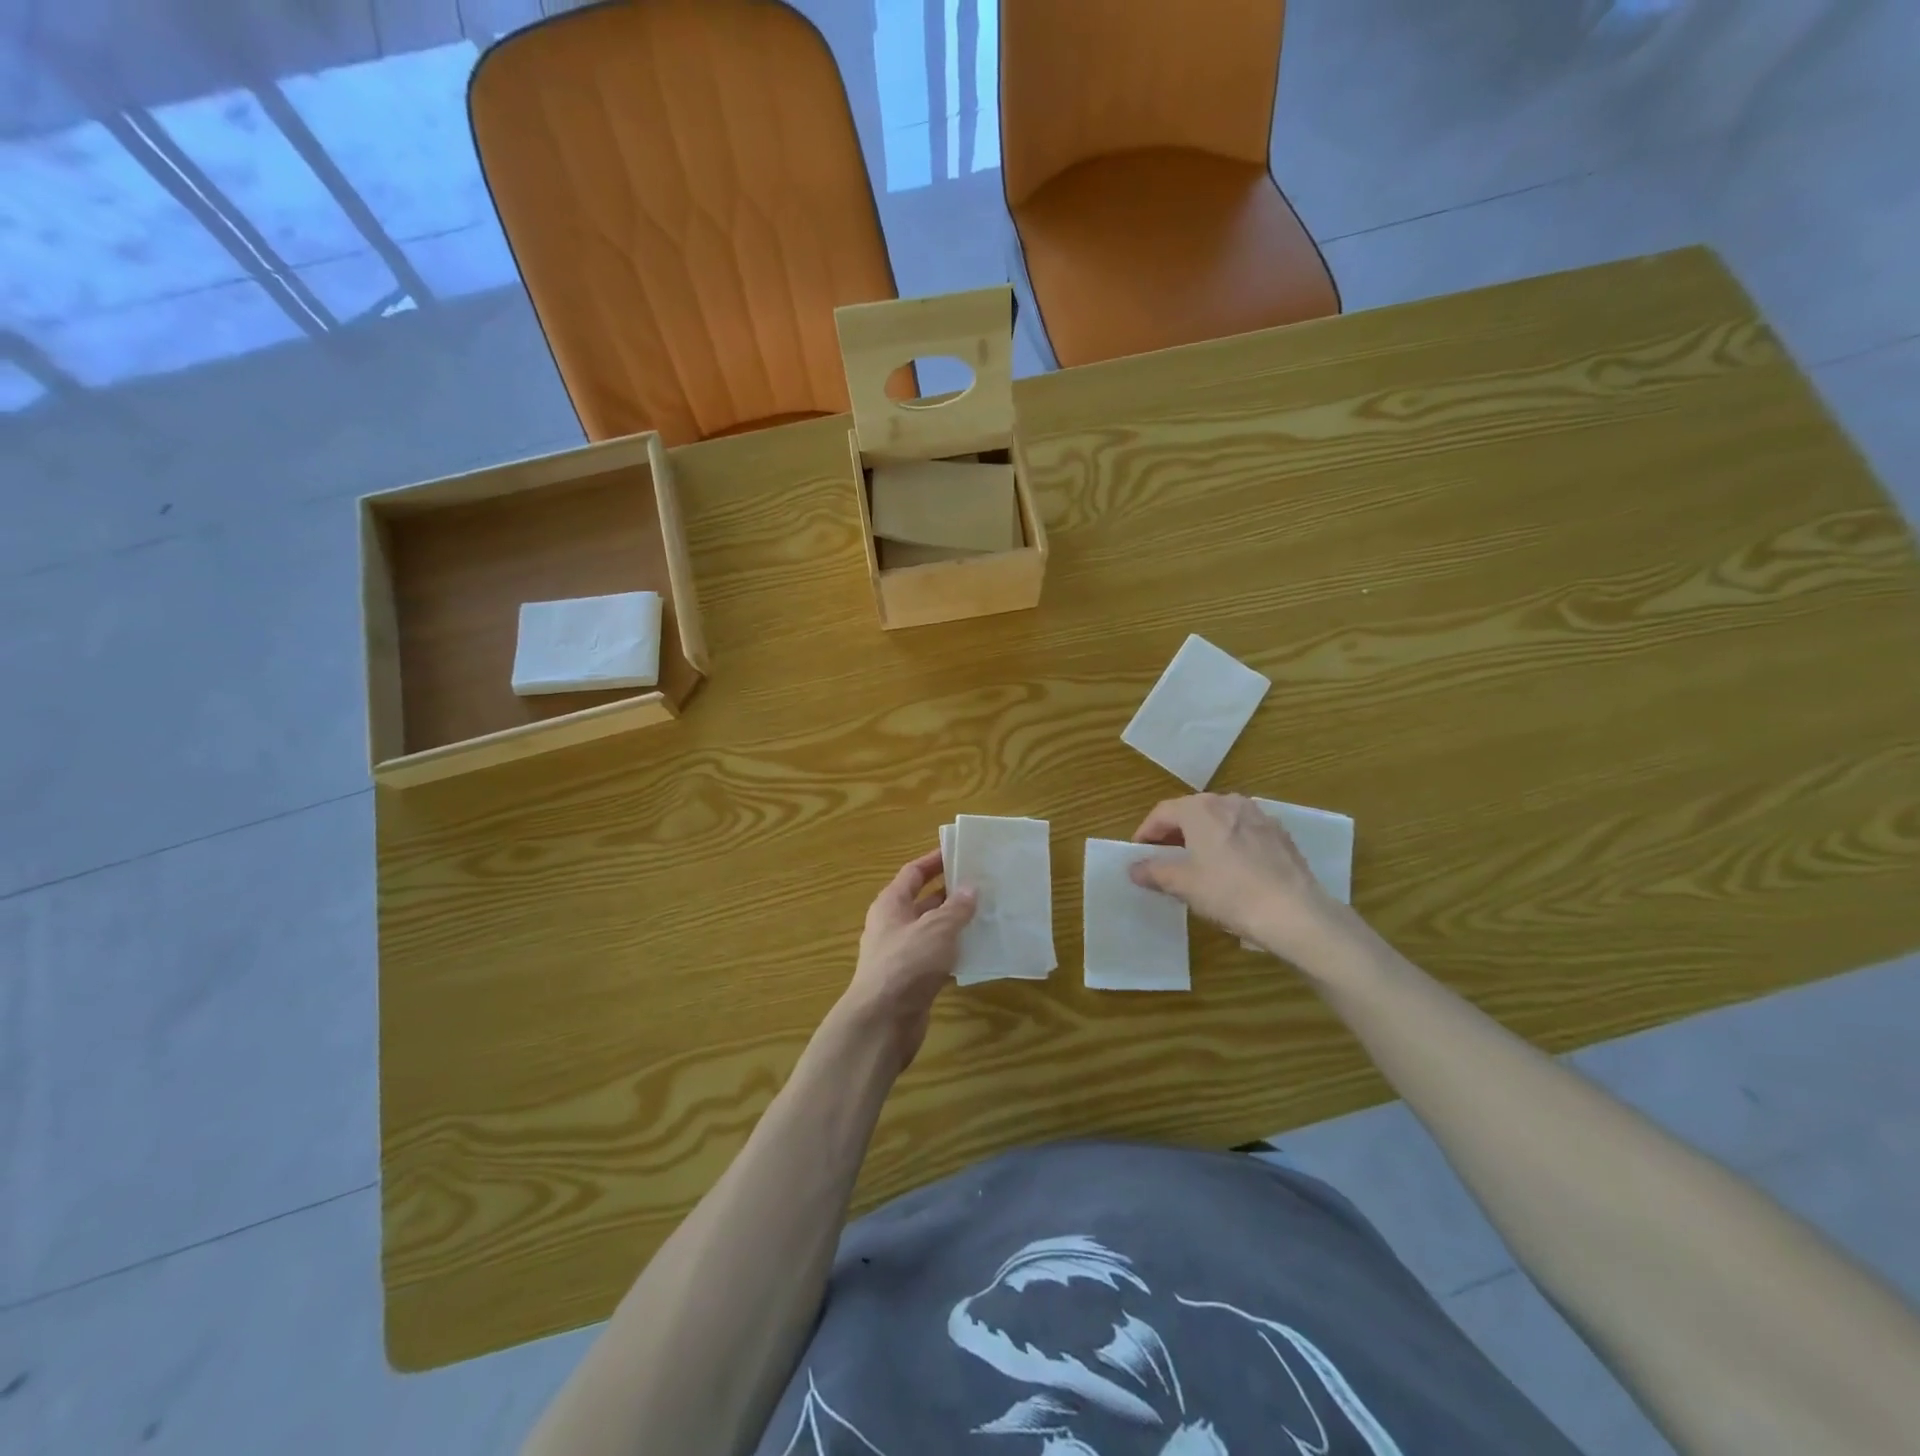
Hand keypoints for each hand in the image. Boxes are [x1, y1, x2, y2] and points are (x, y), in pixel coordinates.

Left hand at [837, 848, 976, 1072]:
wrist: (882, 1023)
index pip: (913, 873)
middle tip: (983, 884)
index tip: (959, 852)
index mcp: (891, 905)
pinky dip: (955, 953)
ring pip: (933, 932)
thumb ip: (956, 908)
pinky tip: (979, 953)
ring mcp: (901, 955)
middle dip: (951, 893)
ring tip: (988, 915)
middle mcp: (893, 926)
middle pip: (923, 902)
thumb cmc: (907, 964)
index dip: (934, 861)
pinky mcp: (912, 981)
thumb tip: (970, 888)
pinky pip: (937, 958)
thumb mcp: (937, 929)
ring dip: (956, 925)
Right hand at [1129, 793, 1354, 963]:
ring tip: (1197, 862)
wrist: (1294, 912)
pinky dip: (1229, 842)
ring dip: (1203, 836)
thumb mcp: (1183, 884)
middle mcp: (1228, 802)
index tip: (1138, 853)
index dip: (1145, 832)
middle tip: (1164, 857)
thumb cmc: (1229, 892)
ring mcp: (1258, 815)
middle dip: (1174, 833)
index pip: (1162, 813)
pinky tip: (1231, 868)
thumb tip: (1134, 868)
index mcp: (1200, 809)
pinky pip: (1243, 831)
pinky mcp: (1279, 834)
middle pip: (1191, 812)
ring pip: (1220, 820)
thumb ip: (1154, 871)